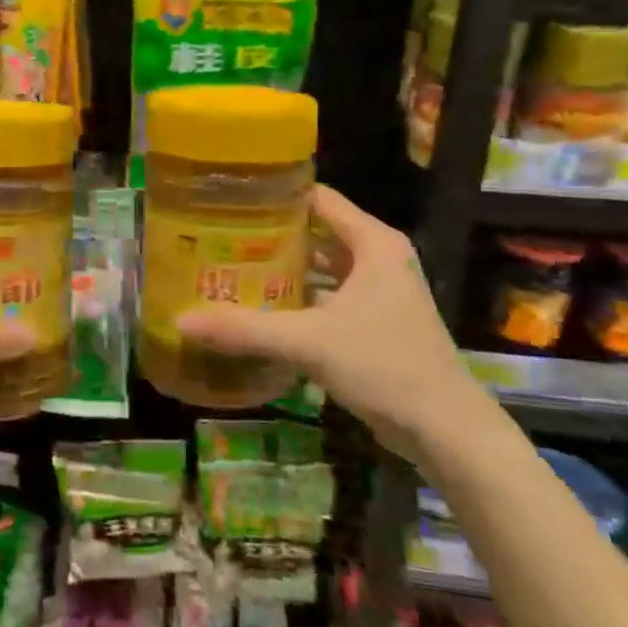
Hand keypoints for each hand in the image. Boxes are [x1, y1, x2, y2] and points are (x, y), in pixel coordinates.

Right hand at [176, 186, 477, 446]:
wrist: (446, 429)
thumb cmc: (384, 365)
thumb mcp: (310, 342)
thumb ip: (246, 329)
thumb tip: (181, 320)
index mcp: (374, 243)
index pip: (319, 199)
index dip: (277, 197)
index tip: (232, 201)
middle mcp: (379, 259)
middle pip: (317, 234)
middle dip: (272, 238)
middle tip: (221, 240)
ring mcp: (380, 293)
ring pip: (323, 270)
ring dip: (285, 273)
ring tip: (233, 273)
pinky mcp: (377, 324)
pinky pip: (330, 300)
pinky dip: (300, 303)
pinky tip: (263, 314)